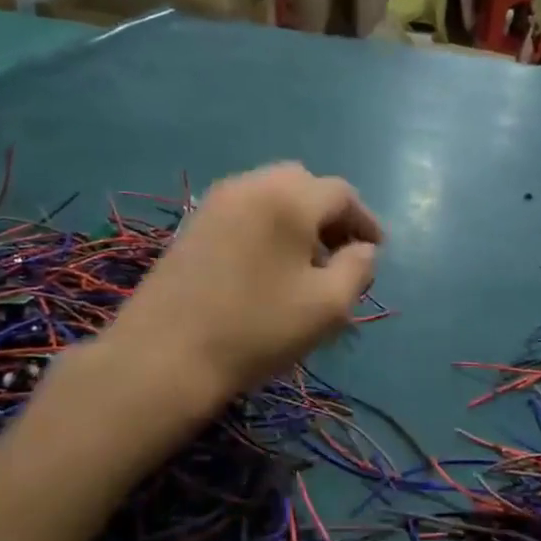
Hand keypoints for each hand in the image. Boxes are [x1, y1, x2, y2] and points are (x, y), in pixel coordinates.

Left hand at [97, 164, 382, 407]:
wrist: (164, 355)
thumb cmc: (257, 328)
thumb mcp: (328, 305)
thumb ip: (358, 268)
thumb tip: (363, 249)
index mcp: (289, 197)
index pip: (341, 193)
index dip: (365, 220)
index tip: (376, 250)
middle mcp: (251, 185)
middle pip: (304, 185)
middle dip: (330, 216)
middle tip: (341, 254)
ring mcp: (215, 203)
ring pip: (271, 195)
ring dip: (298, 220)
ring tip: (306, 264)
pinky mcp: (192, 225)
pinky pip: (245, 211)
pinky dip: (268, 227)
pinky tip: (268, 267)